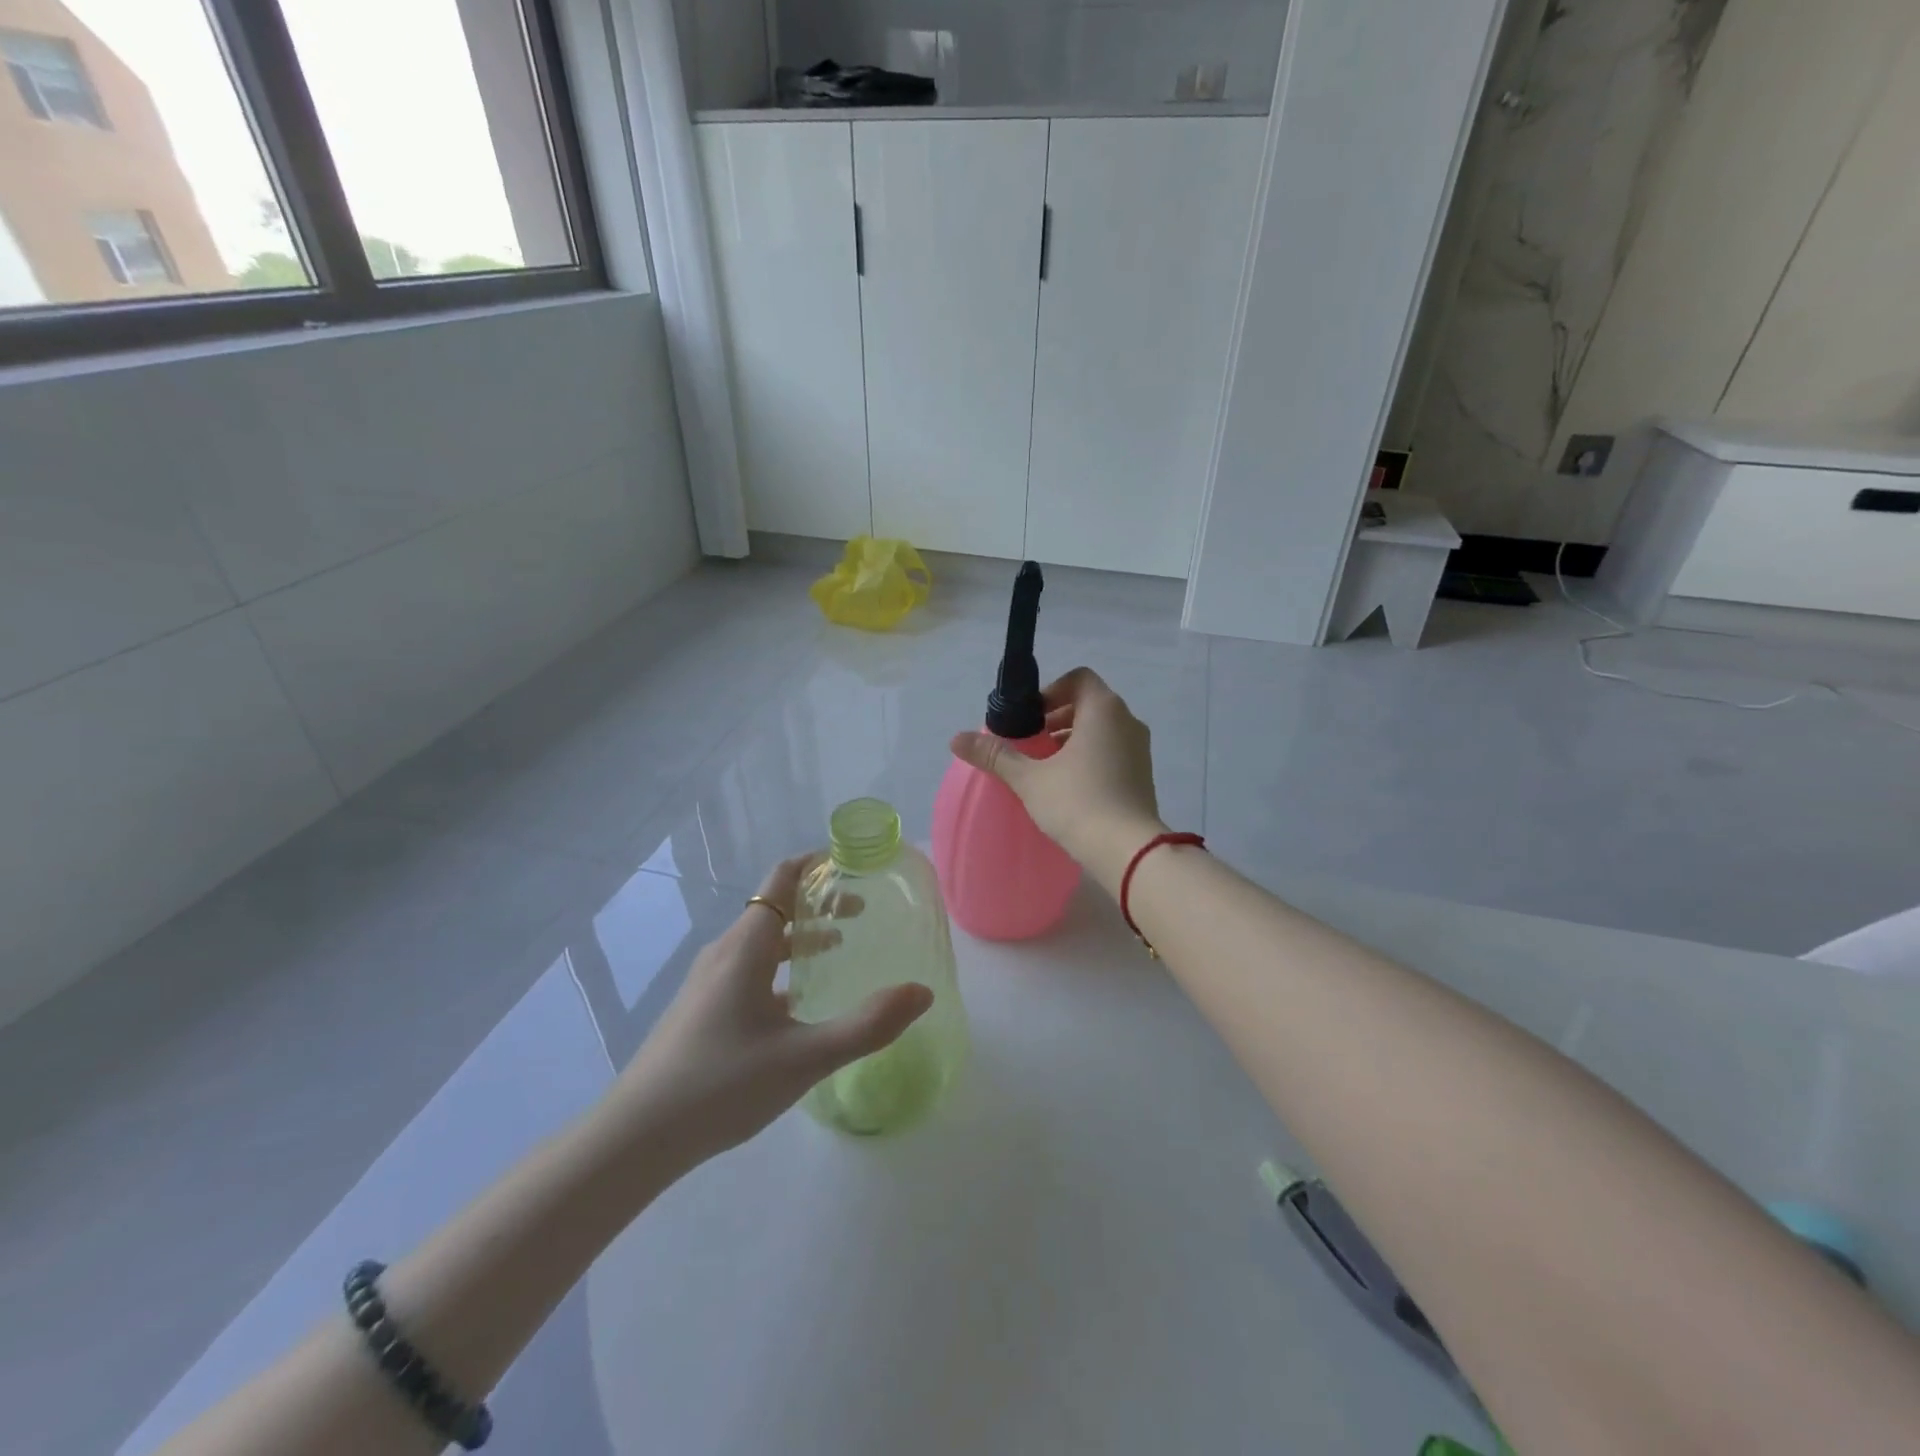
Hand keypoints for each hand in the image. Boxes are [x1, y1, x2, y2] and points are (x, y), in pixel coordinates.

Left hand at [602, 856, 932, 1173]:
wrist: (636, 1137)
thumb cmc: (722, 1085)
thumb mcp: (805, 1057)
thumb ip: (868, 1026)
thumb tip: (922, 993)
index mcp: (746, 946)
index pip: (782, 879)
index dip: (816, 864)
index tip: (853, 863)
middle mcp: (725, 952)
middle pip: (776, 908)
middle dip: (819, 903)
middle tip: (862, 912)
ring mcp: (708, 982)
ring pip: (762, 942)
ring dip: (801, 937)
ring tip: (839, 949)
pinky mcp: (701, 1009)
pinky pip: (749, 970)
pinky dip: (781, 967)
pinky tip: (798, 1004)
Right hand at [949, 666, 1164, 888]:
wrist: (1128, 850)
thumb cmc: (1077, 802)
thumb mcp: (1029, 778)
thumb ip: (995, 755)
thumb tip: (956, 739)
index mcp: (1103, 709)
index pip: (1079, 678)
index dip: (1050, 691)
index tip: (1029, 718)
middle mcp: (1127, 721)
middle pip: (1089, 703)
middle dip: (1057, 717)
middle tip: (1031, 742)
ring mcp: (1140, 749)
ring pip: (1102, 730)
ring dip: (1073, 739)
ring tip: (1045, 766)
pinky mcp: (1144, 775)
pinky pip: (1113, 751)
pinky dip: (1091, 757)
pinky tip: (1069, 786)